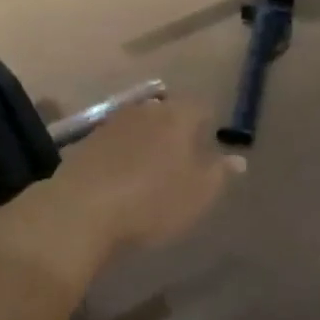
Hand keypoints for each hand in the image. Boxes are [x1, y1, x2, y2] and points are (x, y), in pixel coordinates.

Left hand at [54, 97, 243, 254]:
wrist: (81, 211)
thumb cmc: (151, 202)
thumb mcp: (198, 194)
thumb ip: (219, 173)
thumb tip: (238, 158)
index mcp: (177, 117)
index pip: (201, 108)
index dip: (208, 125)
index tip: (209, 144)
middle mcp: (145, 111)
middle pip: (167, 113)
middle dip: (177, 130)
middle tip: (182, 159)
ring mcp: (111, 124)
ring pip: (139, 126)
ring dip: (147, 142)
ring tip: (151, 170)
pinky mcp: (86, 143)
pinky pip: (114, 143)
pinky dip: (122, 155)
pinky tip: (121, 178)